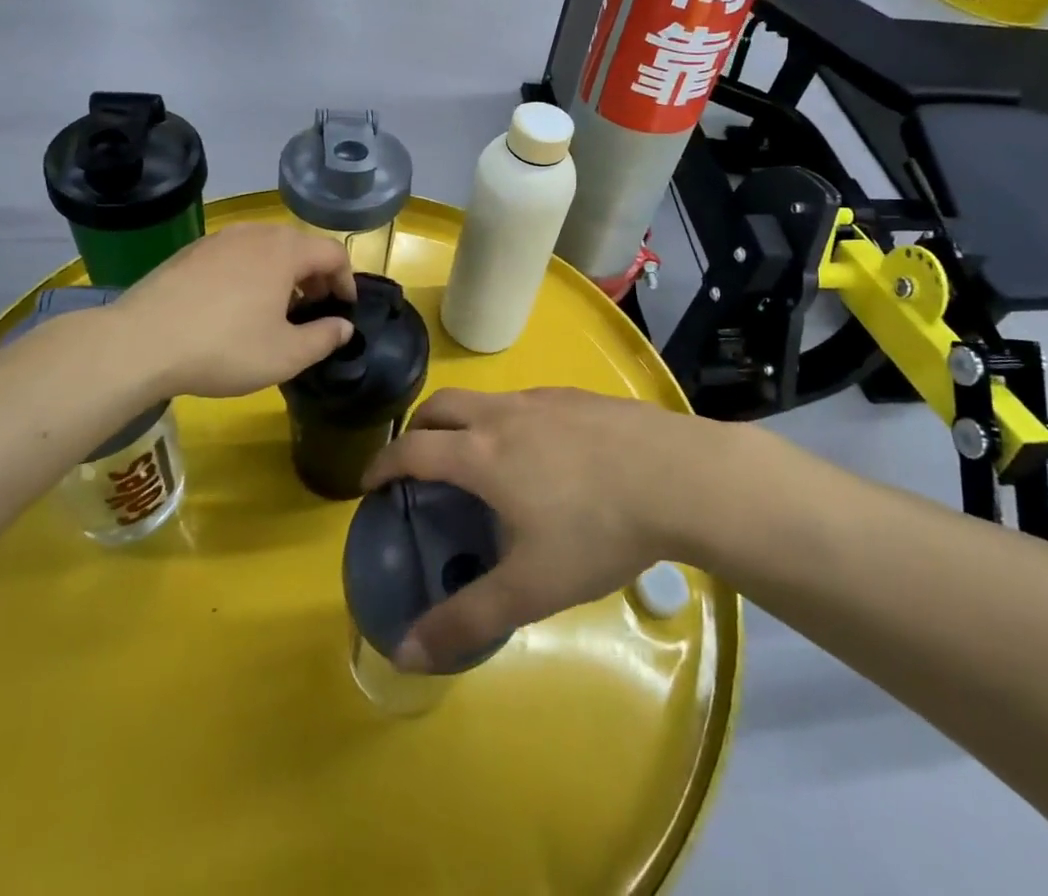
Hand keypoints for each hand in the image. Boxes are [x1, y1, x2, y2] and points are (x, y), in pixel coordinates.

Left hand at [115, 223, 355, 399]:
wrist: (140, 343)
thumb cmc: (224, 347)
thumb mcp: (286, 355)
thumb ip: (324, 338)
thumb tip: (344, 327)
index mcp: (286, 250)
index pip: (333, 253)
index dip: (346, 281)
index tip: (343, 309)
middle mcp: (256, 233)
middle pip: (300, 246)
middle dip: (315, 276)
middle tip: (312, 310)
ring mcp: (220, 238)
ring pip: (267, 247)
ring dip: (282, 273)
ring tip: (275, 308)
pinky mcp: (192, 250)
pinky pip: (236, 254)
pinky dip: (250, 272)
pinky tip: (234, 305)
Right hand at [361, 388, 722, 672]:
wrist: (677, 476)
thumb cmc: (596, 530)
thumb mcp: (530, 588)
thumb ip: (466, 619)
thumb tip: (404, 651)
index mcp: (481, 453)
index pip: (412, 448)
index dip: (383, 463)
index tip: (370, 483)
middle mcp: (504, 414)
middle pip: (442, 405)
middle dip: (419, 428)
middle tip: (417, 463)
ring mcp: (544, 398)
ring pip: (485, 400)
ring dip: (464, 422)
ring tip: (479, 460)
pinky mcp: (578, 396)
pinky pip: (525, 401)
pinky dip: (508, 419)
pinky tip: (541, 454)